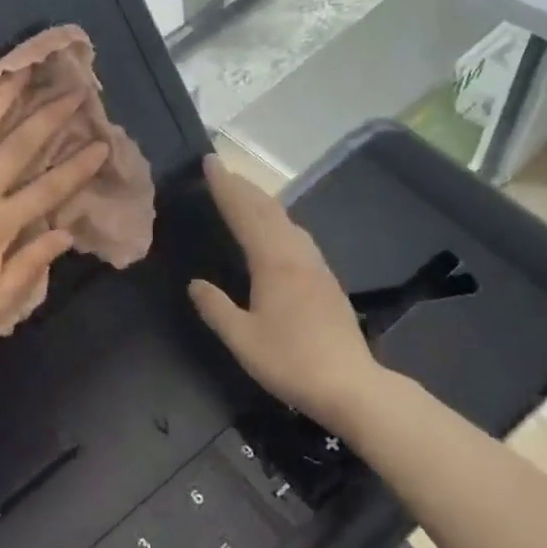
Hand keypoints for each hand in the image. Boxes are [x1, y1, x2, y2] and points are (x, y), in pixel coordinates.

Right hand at [188, 155, 386, 433]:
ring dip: (264, 202)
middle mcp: (297, 255)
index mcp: (273, 263)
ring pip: (287, 221)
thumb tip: (195, 284)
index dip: (225, 187)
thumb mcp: (242, 339)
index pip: (244, 214)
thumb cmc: (291, 362)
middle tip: (223, 170)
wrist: (351, 385)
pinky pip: (298, 236)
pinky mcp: (328, 281)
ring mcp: (317, 267)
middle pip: (268, 210)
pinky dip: (280, 221)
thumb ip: (216, 308)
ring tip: (247, 194)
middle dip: (244, 187)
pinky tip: (279, 231)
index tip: (210, 162)